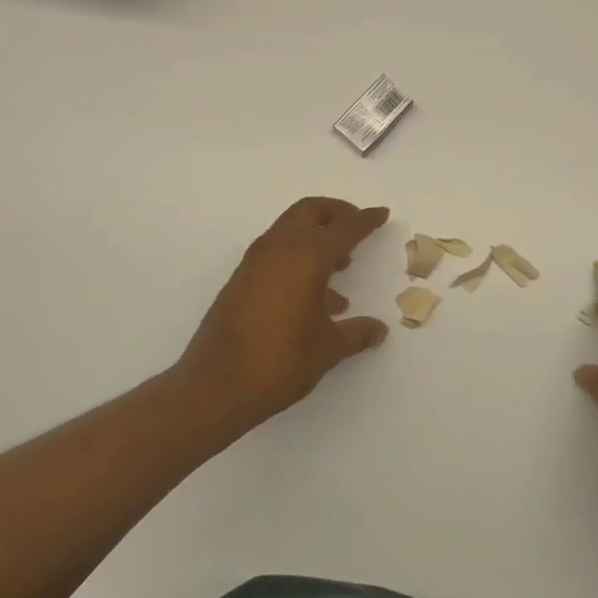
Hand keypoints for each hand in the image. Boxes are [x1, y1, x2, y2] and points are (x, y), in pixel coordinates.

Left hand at [176, 197, 390, 435]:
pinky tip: (314, 295)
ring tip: (341, 265)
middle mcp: (278, 249)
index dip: (365, 219)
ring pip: (289, 230)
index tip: (381, 213)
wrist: (216, 386)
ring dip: (315, 236)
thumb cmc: (280, 361)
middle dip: (335, 212)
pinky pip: (275, 253)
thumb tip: (378, 330)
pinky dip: (297, 257)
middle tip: (356, 226)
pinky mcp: (240, 280)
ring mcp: (254, 263)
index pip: (343, 228)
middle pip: (309, 211)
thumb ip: (357, 333)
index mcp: (306, 257)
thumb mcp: (329, 348)